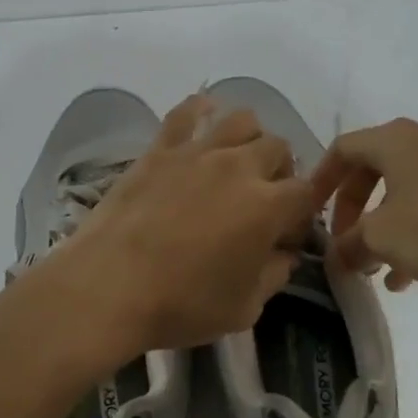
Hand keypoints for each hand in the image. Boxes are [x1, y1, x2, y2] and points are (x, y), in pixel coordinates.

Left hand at [51, 94, 312, 353]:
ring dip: (249, 138)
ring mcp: (198, 151)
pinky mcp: (162, 147)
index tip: (287, 234)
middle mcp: (239, 166)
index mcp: (267, 205)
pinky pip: (187, 111)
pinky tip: (204, 118)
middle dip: (280, 171)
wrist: (111, 285)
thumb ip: (274, 275)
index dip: (302, 212)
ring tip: (236, 161)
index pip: (306, 192)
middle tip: (262, 197)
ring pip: (242, 119)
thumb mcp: (244, 308)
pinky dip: (200, 109)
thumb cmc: (182, 304)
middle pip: (278, 147)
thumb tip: (285, 254)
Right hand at [310, 118, 417, 291]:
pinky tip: (413, 275)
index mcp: (391, 140)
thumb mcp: (385, 239)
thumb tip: (338, 255)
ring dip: (384, 226)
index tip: (310, 210)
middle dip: (353, 209)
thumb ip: (351, 244)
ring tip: (377, 269)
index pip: (341, 149)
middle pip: (371, 169)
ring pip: (403, 190)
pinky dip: (415, 231)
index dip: (321, 179)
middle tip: (345, 242)